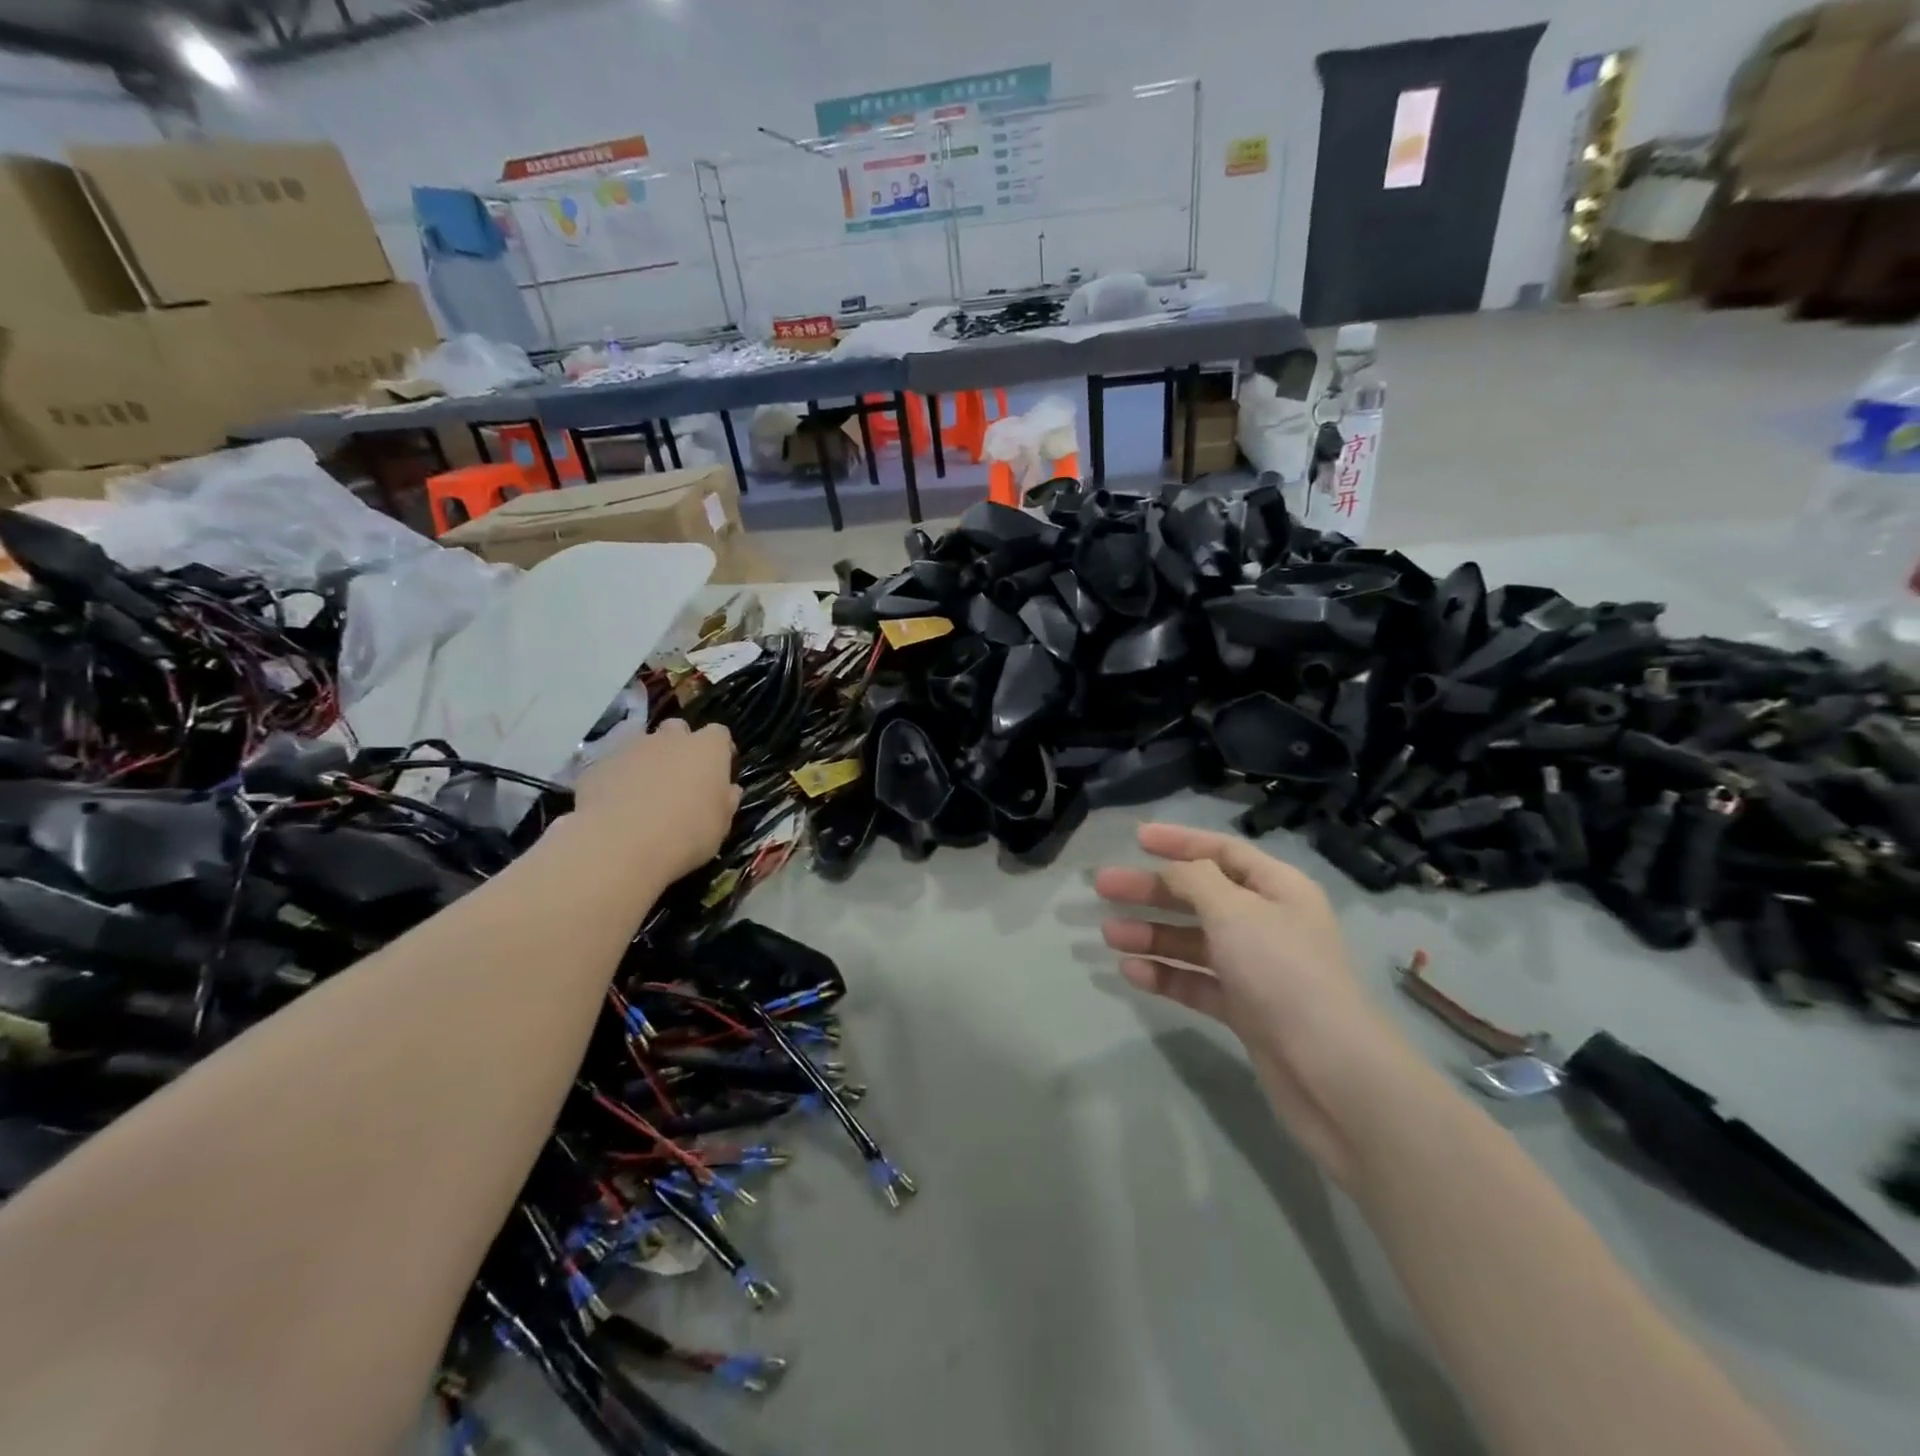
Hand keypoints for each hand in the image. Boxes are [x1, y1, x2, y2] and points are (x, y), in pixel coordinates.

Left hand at [572, 719, 740, 881]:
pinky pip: (612, 764)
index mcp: (707, 749)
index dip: (719, 750)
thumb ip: (725, 802)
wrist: (619, 845)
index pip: (719, 734)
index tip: (718, 771)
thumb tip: (729, 790)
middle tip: (679, 777)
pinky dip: (616, 777)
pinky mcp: (597, 763)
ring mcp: (631, 747)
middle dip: (679, 746)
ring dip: (646, 760)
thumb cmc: (686, 835)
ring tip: (644, 791)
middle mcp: (670, 739)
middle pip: (678, 729)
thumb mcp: (720, 826)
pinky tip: (614, 803)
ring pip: (642, 743)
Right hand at [1095, 823, 1411, 1186]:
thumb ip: (1196, 881)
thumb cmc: (1282, 972)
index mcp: (1277, 888)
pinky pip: (1197, 982)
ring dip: (1152, 934)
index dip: (1179, 841)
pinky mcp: (1245, 1010)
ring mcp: (1256, 969)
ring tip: (1108, 934)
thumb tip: (1173, 869)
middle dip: (1152, 890)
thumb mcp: (1235, 911)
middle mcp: (1267, 923)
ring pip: (1194, 941)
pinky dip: (1166, 975)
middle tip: (1103, 887)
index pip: (1223, 852)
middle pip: (1200, 895)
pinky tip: (1132, 973)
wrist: (1331, 1072)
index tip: (1135, 838)